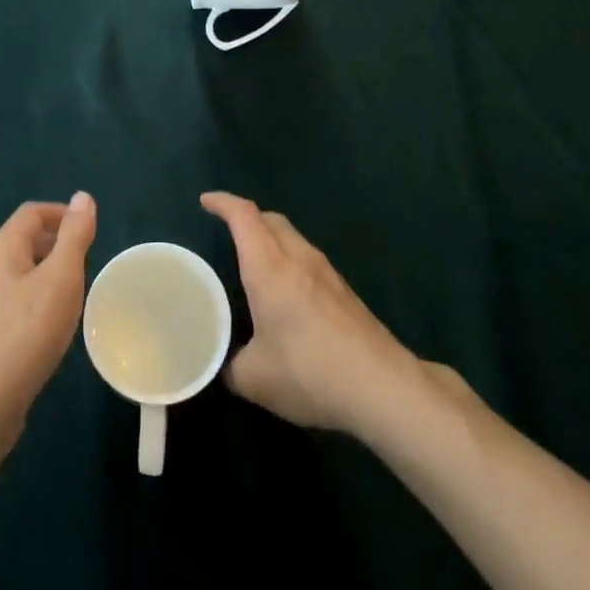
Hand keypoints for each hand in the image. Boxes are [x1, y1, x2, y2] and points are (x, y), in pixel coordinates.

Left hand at [0, 192, 96, 447]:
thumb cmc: (25, 334)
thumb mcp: (60, 279)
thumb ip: (74, 236)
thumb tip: (82, 196)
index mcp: (0, 248)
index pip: (31, 212)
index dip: (61, 213)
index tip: (89, 231)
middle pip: (21, 240)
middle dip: (55, 243)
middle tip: (86, 263)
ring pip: (16, 273)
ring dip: (45, 274)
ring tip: (72, 294)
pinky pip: (10, 302)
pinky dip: (33, 300)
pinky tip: (48, 327)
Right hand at [202, 191, 418, 436]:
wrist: (383, 387)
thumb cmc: (309, 372)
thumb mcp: (255, 379)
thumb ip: (231, 366)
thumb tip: (222, 364)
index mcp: (269, 268)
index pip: (244, 216)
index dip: (223, 203)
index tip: (206, 201)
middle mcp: (298, 259)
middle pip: (271, 219)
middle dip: (247, 217)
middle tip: (229, 232)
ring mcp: (328, 274)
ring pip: (294, 238)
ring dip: (272, 239)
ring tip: (257, 264)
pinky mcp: (347, 293)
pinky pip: (310, 261)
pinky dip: (291, 263)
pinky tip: (289, 295)